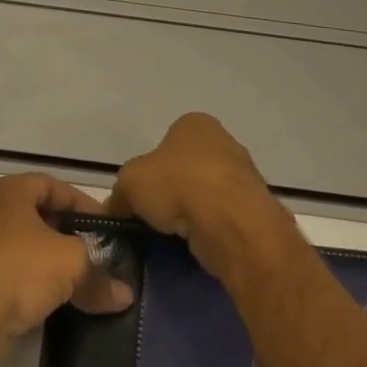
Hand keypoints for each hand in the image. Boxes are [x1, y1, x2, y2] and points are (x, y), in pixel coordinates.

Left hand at [0, 174, 134, 361]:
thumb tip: (125, 296)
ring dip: (49, 260)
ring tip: (77, 280)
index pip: (54, 186)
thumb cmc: (18, 269)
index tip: (106, 228)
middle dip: (68, 234)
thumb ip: (99, 275)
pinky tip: (49, 300)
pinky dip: (30, 280)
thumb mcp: (71, 265)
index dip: (83, 204)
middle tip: (94, 252)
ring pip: (22, 244)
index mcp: (8, 190)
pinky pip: (8, 269)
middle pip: (37, 215)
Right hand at [106, 112, 290, 277]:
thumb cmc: (178, 185)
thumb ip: (119, 193)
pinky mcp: (254, 207)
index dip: (149, 170)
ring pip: (205, 194)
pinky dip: (209, 229)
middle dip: (172, 192)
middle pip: (187, 169)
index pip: (165, 144)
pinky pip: (222, 217)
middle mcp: (222, 141)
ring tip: (175, 235)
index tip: (141, 196)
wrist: (231, 222)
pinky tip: (197, 243)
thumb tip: (112, 209)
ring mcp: (242, 174)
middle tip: (155, 217)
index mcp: (194, 124)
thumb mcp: (130, 182)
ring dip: (191, 212)